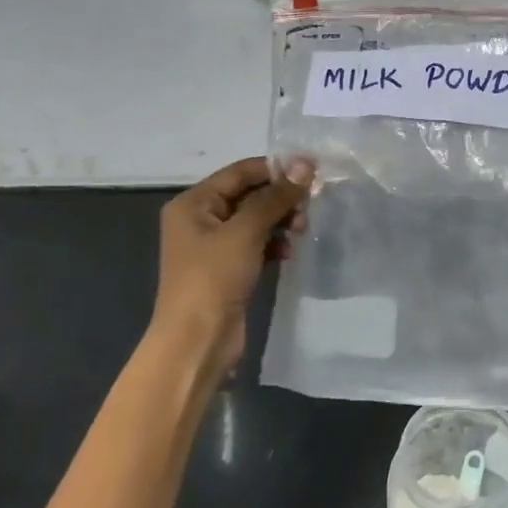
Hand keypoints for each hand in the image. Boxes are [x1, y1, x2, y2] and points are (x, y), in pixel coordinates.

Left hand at [150, 156, 312, 377]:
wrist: (197, 341)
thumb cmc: (214, 278)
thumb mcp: (246, 232)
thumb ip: (276, 197)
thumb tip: (305, 165)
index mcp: (194, 203)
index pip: (241, 172)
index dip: (277, 168)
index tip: (314, 170)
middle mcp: (200, 218)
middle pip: (249, 194)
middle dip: (281, 198)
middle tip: (309, 207)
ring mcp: (214, 245)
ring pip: (256, 219)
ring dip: (281, 220)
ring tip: (301, 231)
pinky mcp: (228, 267)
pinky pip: (256, 243)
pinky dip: (274, 242)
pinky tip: (289, 251)